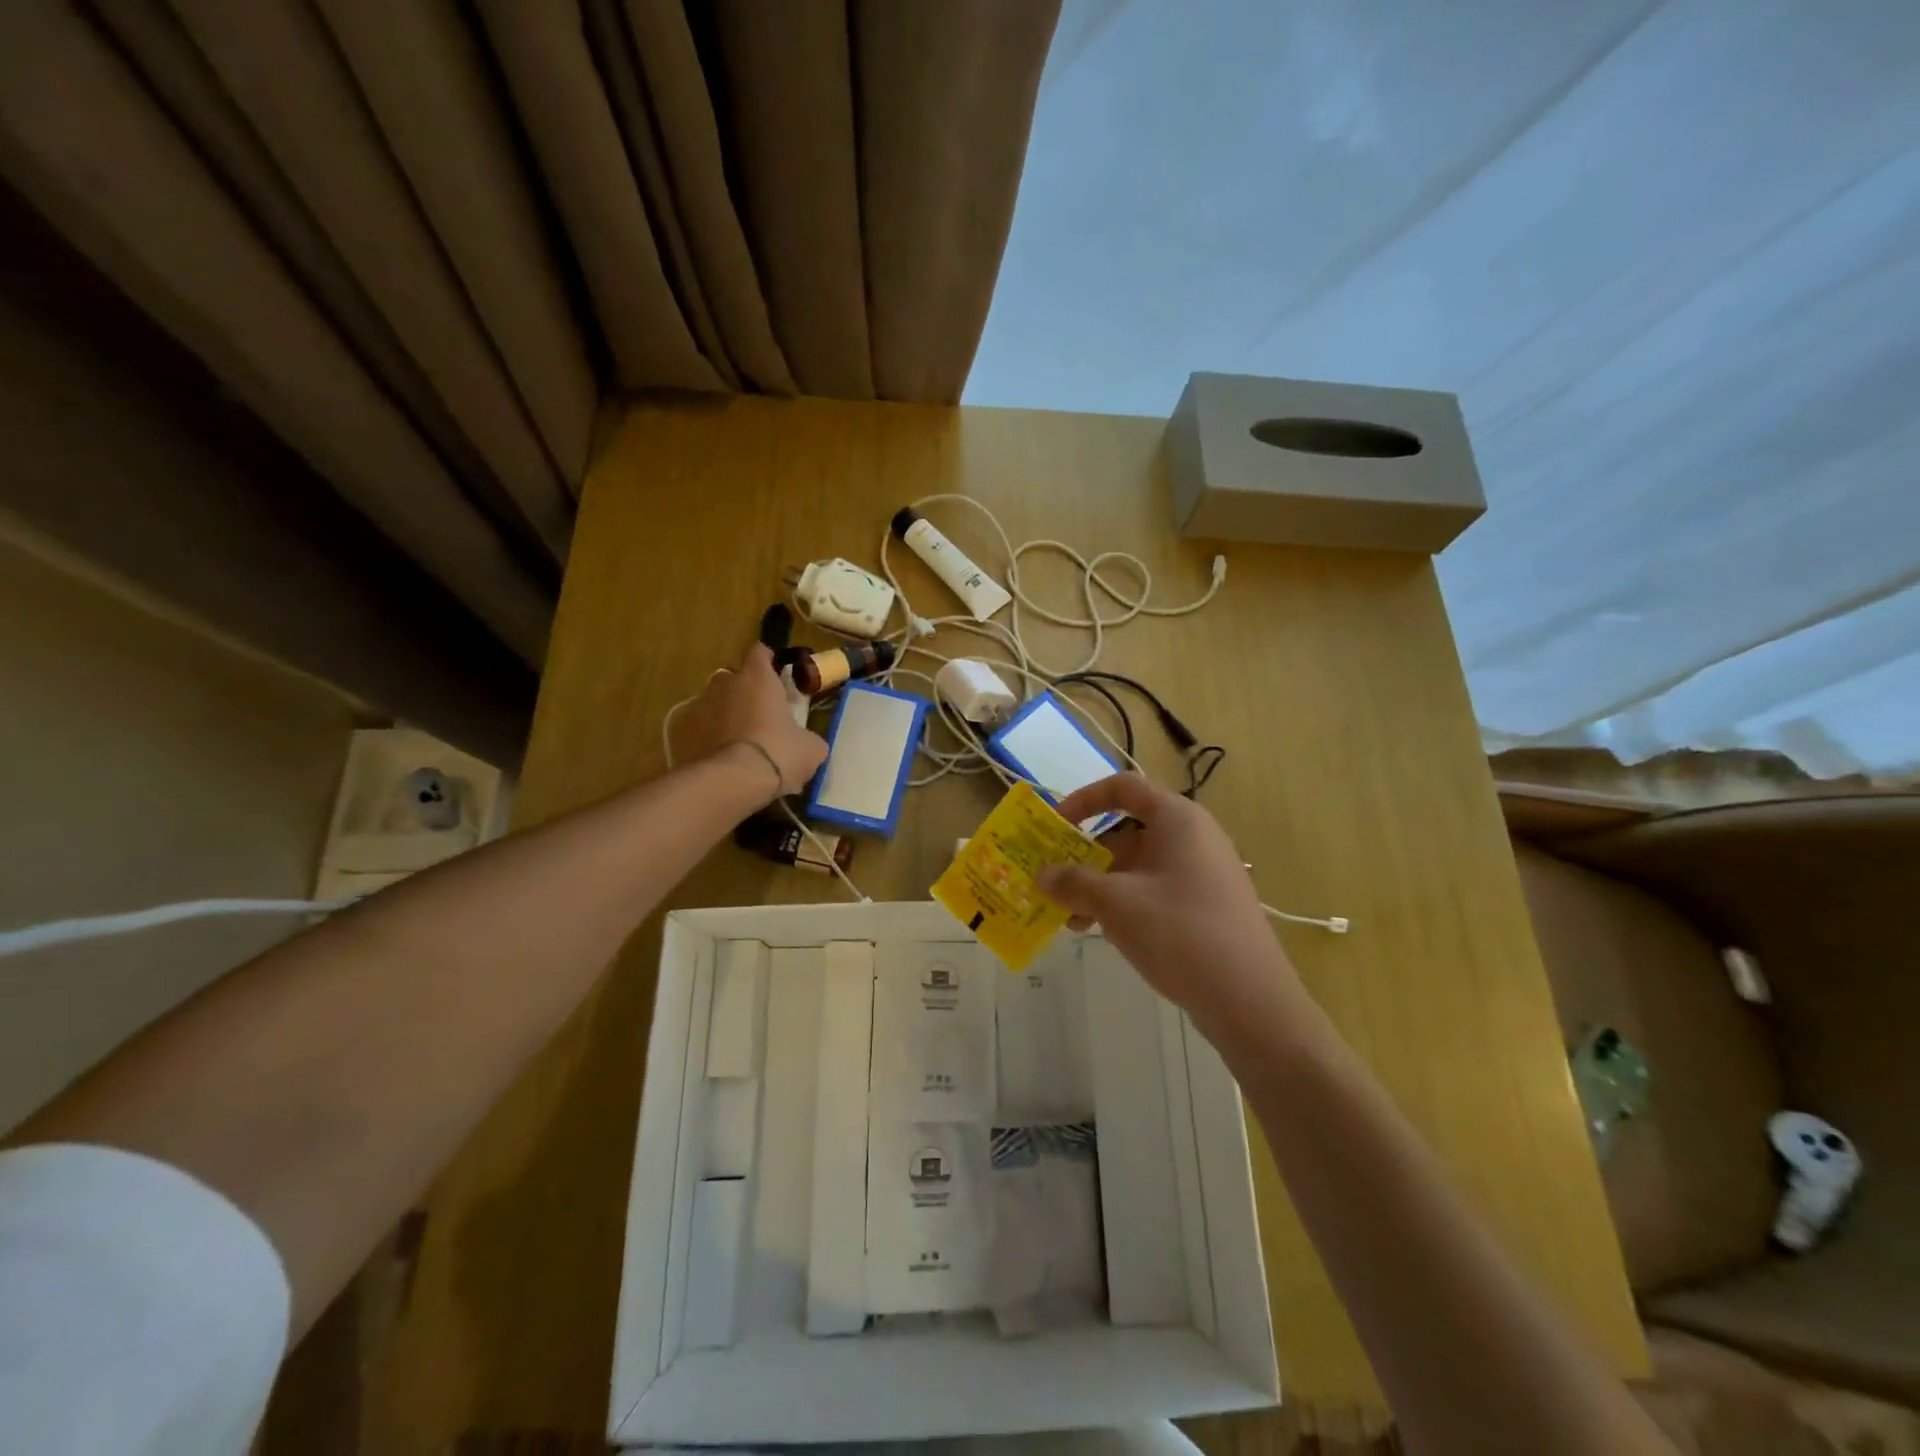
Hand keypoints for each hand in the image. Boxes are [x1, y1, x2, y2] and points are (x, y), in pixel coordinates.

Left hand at [670, 643, 827, 797]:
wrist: (729, 783)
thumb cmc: (778, 755)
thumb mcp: (811, 748)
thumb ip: (807, 736)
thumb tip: (806, 743)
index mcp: (757, 677)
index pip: (760, 652)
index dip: (768, 662)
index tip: (776, 676)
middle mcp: (723, 682)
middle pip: (733, 677)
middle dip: (744, 691)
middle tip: (759, 716)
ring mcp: (696, 705)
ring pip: (711, 702)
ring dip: (722, 714)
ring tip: (735, 742)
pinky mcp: (677, 730)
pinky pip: (693, 727)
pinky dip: (702, 736)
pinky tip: (715, 757)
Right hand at [1038, 774, 1309, 1043]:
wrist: (1251, 1000)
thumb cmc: (1180, 932)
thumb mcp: (1116, 904)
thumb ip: (1073, 882)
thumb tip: (1042, 875)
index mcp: (1177, 819)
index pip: (1123, 788)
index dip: (1084, 800)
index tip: (1055, 825)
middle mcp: (1192, 836)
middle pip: (1126, 831)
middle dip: (1085, 857)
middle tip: (1054, 883)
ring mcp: (1202, 872)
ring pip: (1137, 866)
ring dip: (1099, 887)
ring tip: (1070, 920)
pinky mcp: (1206, 905)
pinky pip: (1155, 891)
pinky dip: (1124, 904)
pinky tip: (1100, 933)